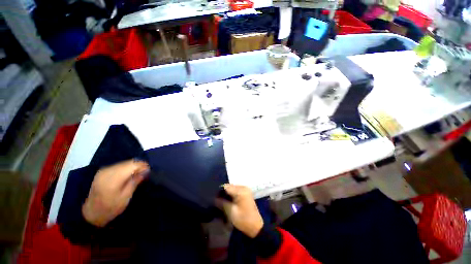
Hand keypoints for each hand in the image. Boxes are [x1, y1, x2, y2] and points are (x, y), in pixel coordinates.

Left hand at [82, 159, 148, 226]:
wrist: (91, 214)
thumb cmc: (110, 208)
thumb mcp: (125, 197)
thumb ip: (135, 181)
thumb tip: (146, 171)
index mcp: (113, 178)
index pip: (132, 165)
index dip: (143, 166)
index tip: (149, 171)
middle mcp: (107, 171)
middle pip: (128, 162)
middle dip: (139, 166)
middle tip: (145, 173)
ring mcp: (104, 170)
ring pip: (124, 163)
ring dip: (133, 167)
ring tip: (138, 174)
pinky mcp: (102, 172)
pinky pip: (118, 165)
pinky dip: (126, 168)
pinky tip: (129, 174)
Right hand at [218, 184, 263, 237]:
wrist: (256, 226)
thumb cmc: (243, 219)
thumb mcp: (231, 212)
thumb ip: (222, 203)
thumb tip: (214, 198)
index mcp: (240, 190)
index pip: (226, 187)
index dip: (219, 192)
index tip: (214, 198)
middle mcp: (243, 187)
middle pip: (229, 186)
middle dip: (223, 193)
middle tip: (217, 200)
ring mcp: (246, 189)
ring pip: (232, 188)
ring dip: (227, 194)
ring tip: (222, 201)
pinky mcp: (246, 193)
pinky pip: (236, 190)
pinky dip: (232, 194)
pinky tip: (229, 201)